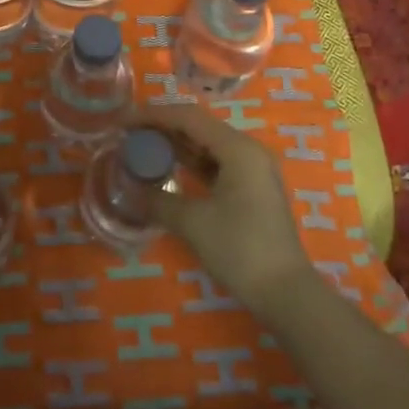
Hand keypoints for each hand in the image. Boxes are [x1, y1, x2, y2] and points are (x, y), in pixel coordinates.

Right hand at [142, 104, 316, 313]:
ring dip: (176, 145)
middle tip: (128, 134)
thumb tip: (130, 190)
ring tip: (142, 147)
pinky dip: (191, 163)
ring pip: (207, 144)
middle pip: (198, 126)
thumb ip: (159, 200)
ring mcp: (252, 169)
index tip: (122, 122)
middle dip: (162, 128)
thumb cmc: (240, 249)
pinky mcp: (251, 188)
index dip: (153, 116)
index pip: (188, 117)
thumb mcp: (193, 223)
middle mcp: (248, 150)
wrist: (286, 292)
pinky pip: (215, 163)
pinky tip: (168, 168)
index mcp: (238, 148)